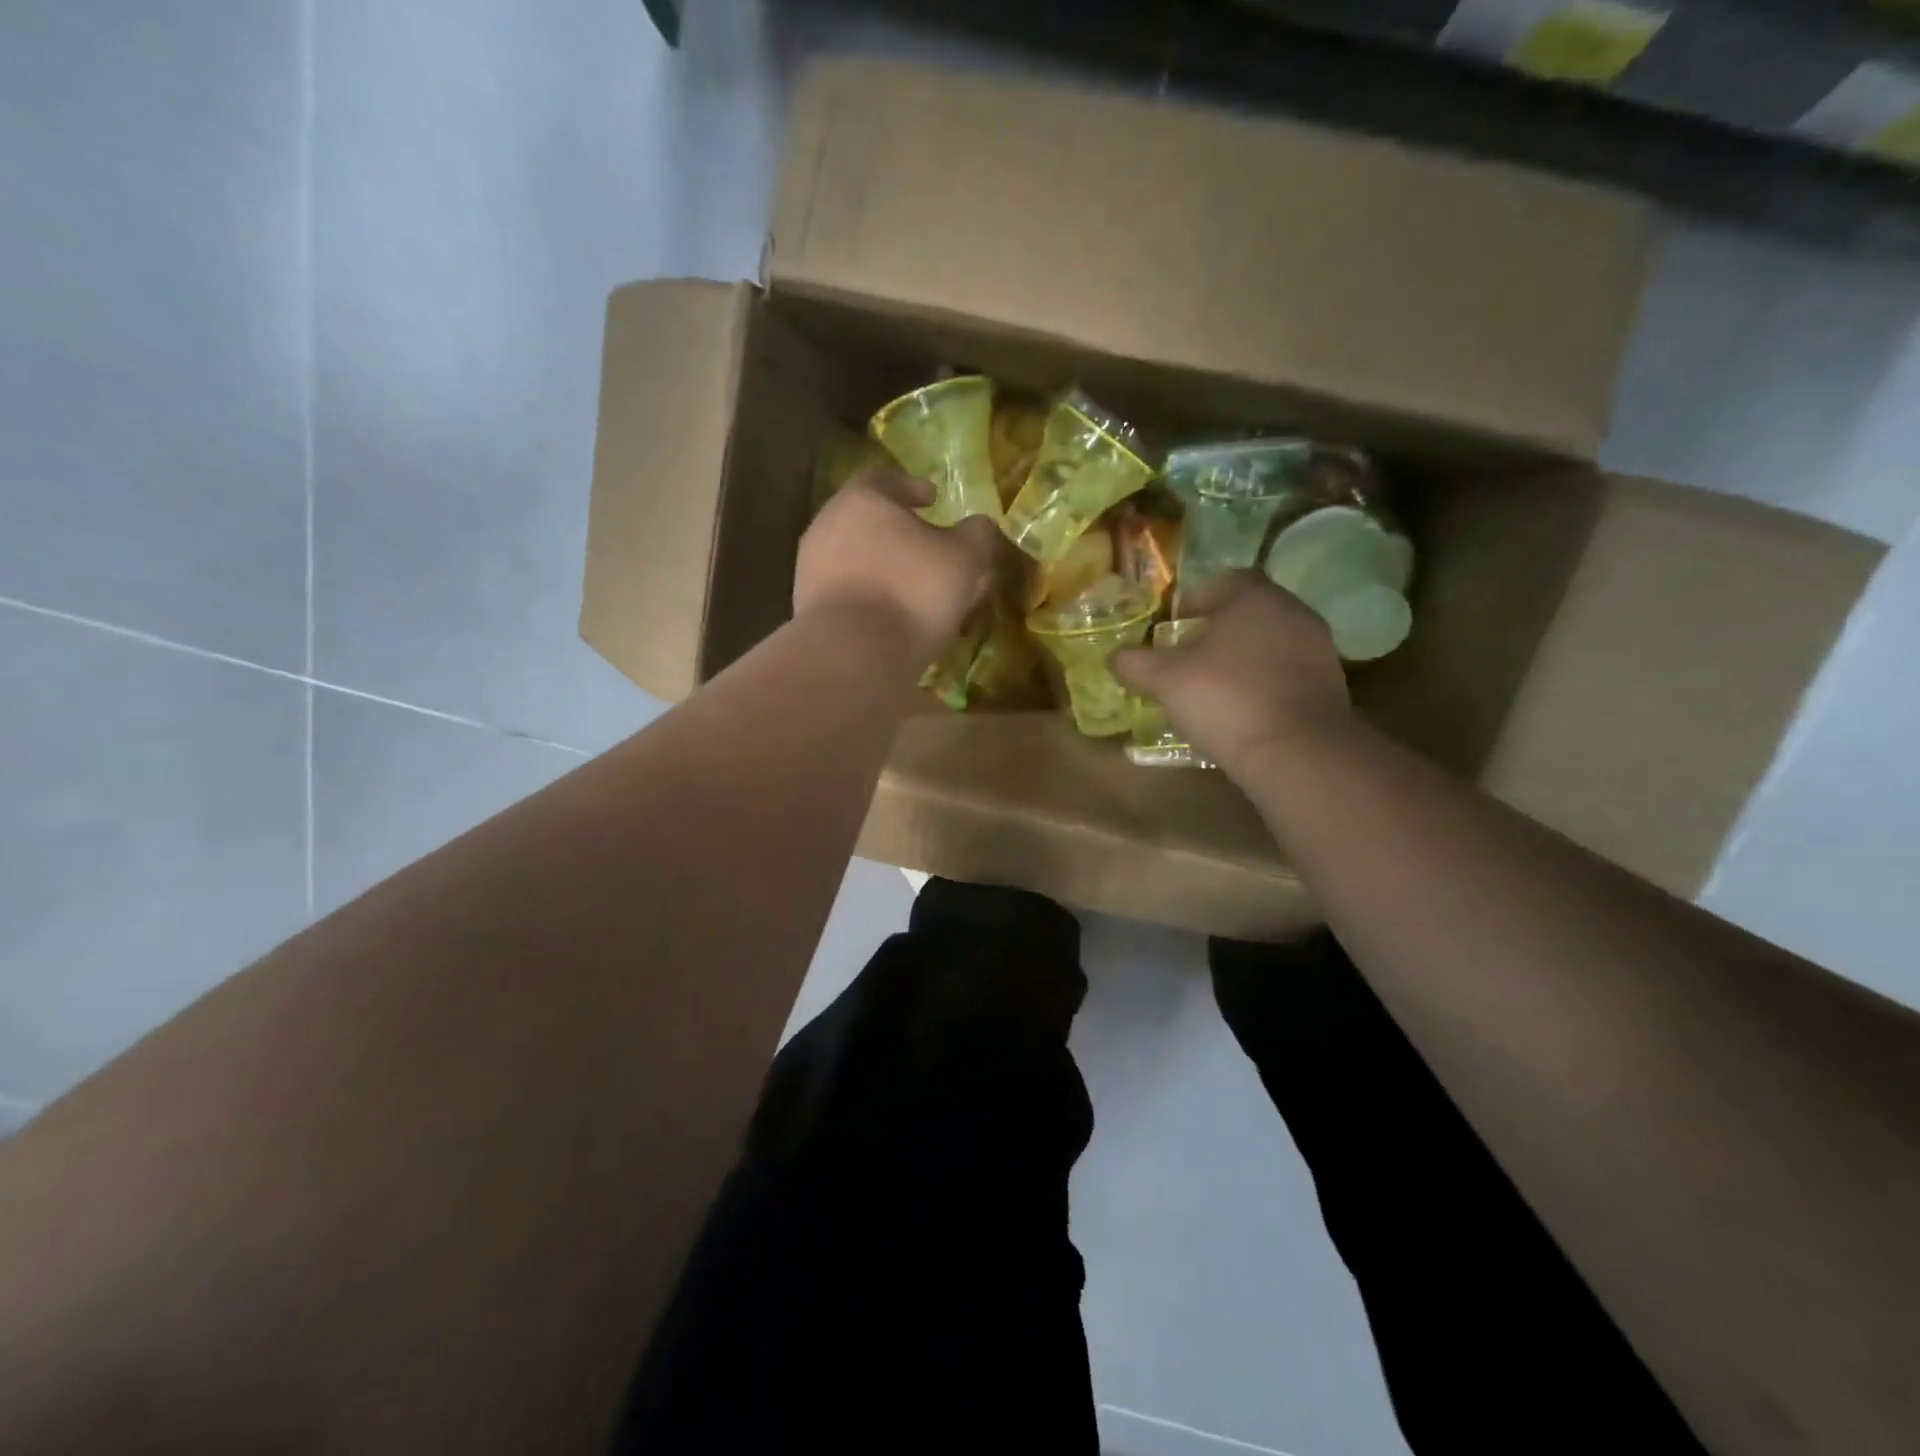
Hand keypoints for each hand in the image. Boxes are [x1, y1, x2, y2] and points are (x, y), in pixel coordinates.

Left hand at [794, 469, 1002, 660]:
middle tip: (926, 547)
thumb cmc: (911, 592)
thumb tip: (979, 527)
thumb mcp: (964, 559)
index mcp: (862, 500)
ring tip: (912, 588)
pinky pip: (845, 592)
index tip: (932, 498)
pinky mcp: (806, 608)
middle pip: (866, 519)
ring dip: (882, 568)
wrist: (851, 654)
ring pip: (854, 558)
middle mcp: (828, 525)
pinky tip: (890, 616)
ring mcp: (810, 568)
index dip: (912, 487)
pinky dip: (868, 596)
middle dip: (897, 531)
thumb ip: (977, 535)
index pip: (885, 479)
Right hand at [1113, 573, 1353, 777]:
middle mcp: (1291, 611)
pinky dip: (1264, 683)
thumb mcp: (1164, 679)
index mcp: (1253, 596)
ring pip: (1268, 643)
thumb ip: (1135, 663)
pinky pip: (1286, 673)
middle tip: (1187, 658)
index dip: (1191, 601)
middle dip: (1217, 632)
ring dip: (1242, 659)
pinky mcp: (1330, 685)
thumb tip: (1114, 657)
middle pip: (1246, 613)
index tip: (1172, 627)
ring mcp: (1317, 648)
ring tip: (1213, 687)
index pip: (1220, 582)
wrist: (1297, 750)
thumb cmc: (1226, 698)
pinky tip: (1243, 709)